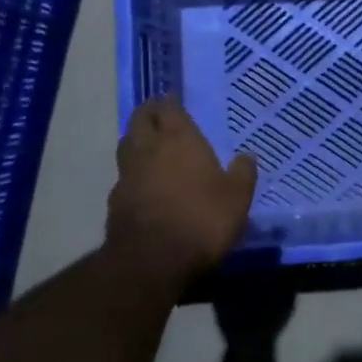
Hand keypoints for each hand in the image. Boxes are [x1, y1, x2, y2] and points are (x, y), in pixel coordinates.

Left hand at [107, 97, 258, 286]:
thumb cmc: (202, 219)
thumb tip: (247, 156)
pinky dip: (132, 173)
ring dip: (136, 140)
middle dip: (148, 113)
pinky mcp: (115, 200)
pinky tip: (142, 184)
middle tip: (159, 115)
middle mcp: (149, 148)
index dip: (170, 102)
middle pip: (140, 119)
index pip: (168, 107)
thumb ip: (243, 174)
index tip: (174, 101)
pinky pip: (123, 176)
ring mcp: (127, 174)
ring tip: (149, 145)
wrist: (152, 261)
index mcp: (179, 139)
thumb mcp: (237, 198)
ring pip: (126, 145)